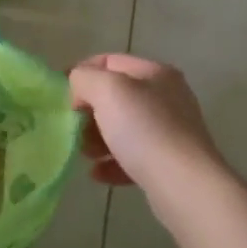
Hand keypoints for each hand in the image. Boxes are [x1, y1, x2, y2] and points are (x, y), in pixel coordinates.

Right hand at [69, 53, 222, 193]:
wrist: (186, 186)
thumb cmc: (144, 129)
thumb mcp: (106, 90)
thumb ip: (84, 78)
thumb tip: (79, 89)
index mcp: (155, 73)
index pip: (109, 61)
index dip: (81, 72)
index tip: (61, 94)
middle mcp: (167, 98)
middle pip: (116, 96)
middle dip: (89, 110)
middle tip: (72, 126)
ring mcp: (171, 132)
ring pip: (123, 128)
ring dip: (98, 138)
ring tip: (84, 153)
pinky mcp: (170, 164)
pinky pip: (133, 157)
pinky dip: (112, 162)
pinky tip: (97, 174)